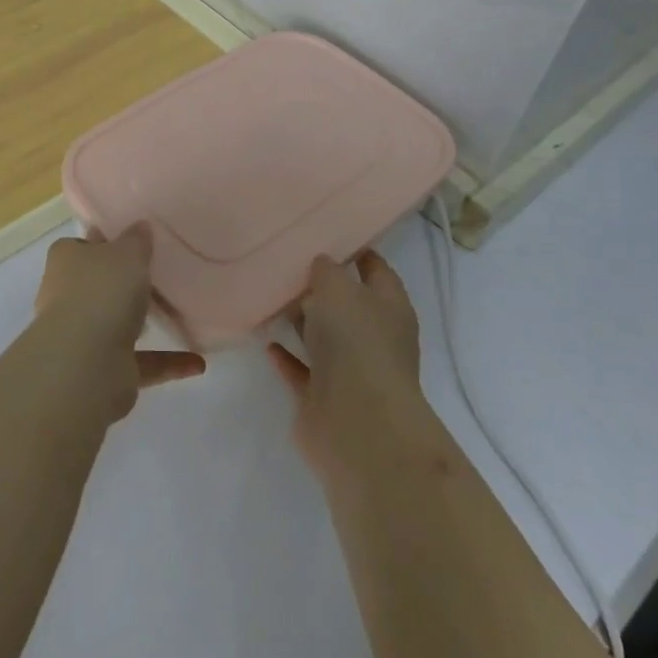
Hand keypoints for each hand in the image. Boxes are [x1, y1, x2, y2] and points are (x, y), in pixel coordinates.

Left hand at [35, 225, 204, 420]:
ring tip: (178, 315)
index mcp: (65, 260)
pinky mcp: (102, 370)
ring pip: (116, 323)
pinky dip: (166, 362)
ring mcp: (82, 336)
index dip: (105, 243)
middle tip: (159, 277)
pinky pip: (140, 362)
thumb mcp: (128, 253)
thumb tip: (140, 227)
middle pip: (98, 285)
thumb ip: (137, 240)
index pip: (82, 245)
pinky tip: (196, 362)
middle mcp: (67, 296)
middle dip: (123, 285)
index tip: (133, 243)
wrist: (86, 363)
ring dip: (143, 324)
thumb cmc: (103, 292)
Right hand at [267, 250, 424, 473]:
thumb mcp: (338, 289)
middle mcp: (374, 338)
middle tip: (287, 262)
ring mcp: (350, 371)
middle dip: (321, 288)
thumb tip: (322, 264)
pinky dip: (287, 357)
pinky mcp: (324, 399)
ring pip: (323, 337)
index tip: (328, 233)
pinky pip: (302, 370)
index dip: (357, 251)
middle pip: (347, 305)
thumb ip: (326, 270)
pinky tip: (267, 340)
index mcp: (389, 308)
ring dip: (301, 322)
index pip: (376, 271)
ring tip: (270, 296)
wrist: (357, 424)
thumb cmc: (356, 343)